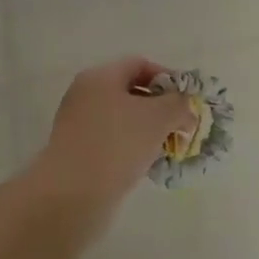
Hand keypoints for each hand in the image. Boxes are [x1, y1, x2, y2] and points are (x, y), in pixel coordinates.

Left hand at [31, 56, 197, 208]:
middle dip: (161, 108)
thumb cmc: (118, 144)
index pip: (140, 64)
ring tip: (168, 149)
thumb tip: (185, 106)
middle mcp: (85, 95)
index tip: (187, 101)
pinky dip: (132, 149)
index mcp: (100, 77)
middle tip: (181, 127)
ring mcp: (78, 124)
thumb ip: (179, 104)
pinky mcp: (77, 152)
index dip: (168, 78)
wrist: (72, 194)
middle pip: (131, 92)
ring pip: (123, 120)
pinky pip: (112, 141)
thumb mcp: (159, 117)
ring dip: (148, 131)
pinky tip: (147, 165)